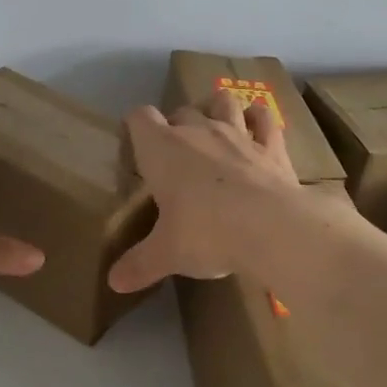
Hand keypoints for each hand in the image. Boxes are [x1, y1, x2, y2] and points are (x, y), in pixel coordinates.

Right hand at [107, 89, 302, 292]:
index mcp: (162, 149)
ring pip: (222, 102)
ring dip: (216, 109)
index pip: (139, 118)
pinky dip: (258, 119)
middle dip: (176, 126)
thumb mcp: (167, 254)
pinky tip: (256, 127)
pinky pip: (263, 119)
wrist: (273, 228)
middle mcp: (197, 131)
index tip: (136, 146)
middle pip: (180, 111)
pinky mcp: (272, 146)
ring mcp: (237, 134)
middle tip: (176, 157)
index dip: (135, 127)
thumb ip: (139, 264)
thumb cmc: (207, 233)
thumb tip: (113, 283)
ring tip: (215, 128)